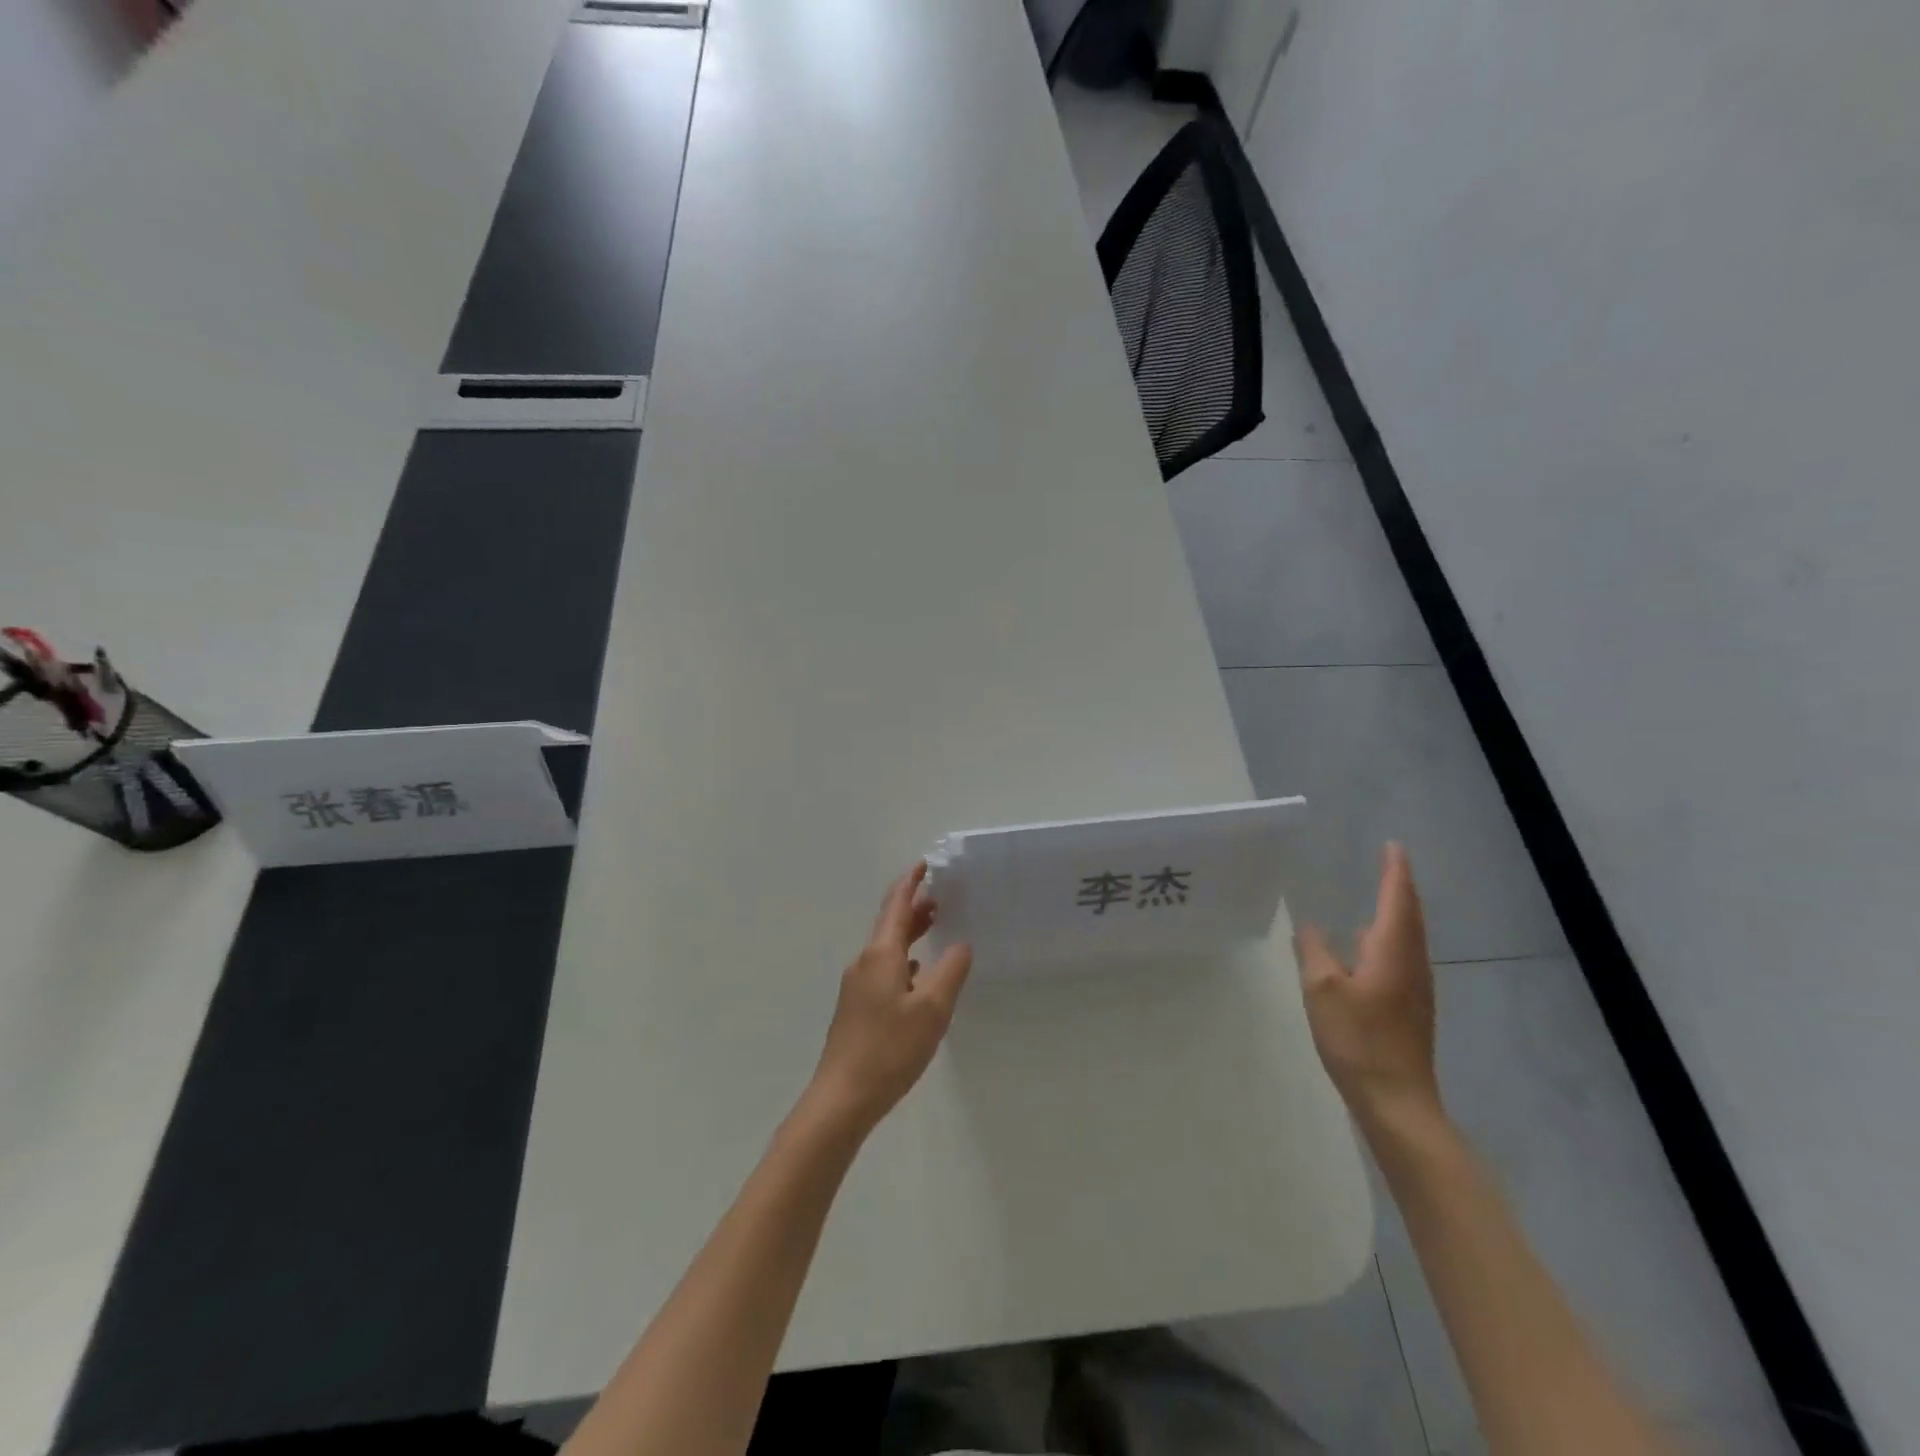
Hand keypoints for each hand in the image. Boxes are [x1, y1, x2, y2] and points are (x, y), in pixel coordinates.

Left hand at [807, 862, 972, 1134]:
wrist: (842, 1098)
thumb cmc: (889, 1049)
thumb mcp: (932, 1010)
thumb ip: (950, 971)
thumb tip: (960, 944)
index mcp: (880, 954)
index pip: (896, 906)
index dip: (911, 883)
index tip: (925, 865)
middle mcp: (864, 963)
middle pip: (890, 925)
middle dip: (913, 907)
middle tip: (941, 896)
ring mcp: (857, 986)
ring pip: (886, 948)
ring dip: (909, 933)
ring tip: (934, 927)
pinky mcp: (856, 1008)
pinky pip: (883, 969)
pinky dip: (903, 960)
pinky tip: (916, 975)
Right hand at [1295, 842, 1443, 1130]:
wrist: (1397, 1101)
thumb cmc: (1358, 1038)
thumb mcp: (1322, 989)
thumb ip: (1314, 952)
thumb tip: (1309, 926)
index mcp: (1393, 951)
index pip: (1398, 898)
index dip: (1395, 870)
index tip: (1393, 845)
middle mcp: (1412, 963)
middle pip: (1410, 915)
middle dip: (1399, 887)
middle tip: (1386, 863)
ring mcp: (1416, 988)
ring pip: (1407, 937)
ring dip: (1396, 912)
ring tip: (1377, 896)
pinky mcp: (1410, 1007)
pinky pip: (1401, 957)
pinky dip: (1388, 937)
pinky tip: (1367, 947)